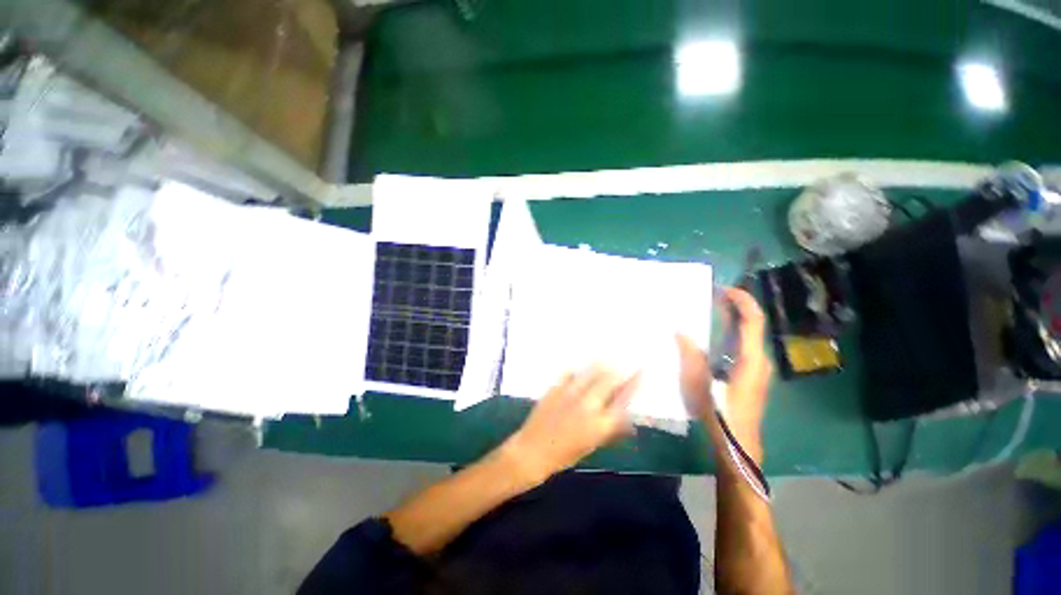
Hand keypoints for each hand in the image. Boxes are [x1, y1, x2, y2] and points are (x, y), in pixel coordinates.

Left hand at [503, 366, 639, 483]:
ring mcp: (571, 393)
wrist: (533, 451)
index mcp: (601, 423)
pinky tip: (580, 365)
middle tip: (625, 362)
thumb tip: (628, 421)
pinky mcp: (556, 387)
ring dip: (602, 364)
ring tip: (607, 358)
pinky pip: (570, 372)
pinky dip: (578, 368)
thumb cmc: (565, 455)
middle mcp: (589, 405)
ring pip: (592, 372)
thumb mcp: (592, 445)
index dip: (634, 382)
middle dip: (620, 369)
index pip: (624, 398)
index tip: (641, 370)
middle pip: (610, 380)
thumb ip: (611, 430)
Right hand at [677, 287, 771, 460]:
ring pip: (747, 336)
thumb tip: (679, 330)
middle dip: (735, 307)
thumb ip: (690, 355)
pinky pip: (742, 346)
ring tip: (710, 311)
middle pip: (752, 325)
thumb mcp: (699, 384)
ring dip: (732, 320)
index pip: (753, 320)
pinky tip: (711, 337)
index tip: (723, 289)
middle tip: (712, 296)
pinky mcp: (750, 376)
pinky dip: (730, 334)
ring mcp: (756, 369)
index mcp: (751, 359)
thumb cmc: (720, 415)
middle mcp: (759, 360)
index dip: (742, 301)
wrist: (738, 446)